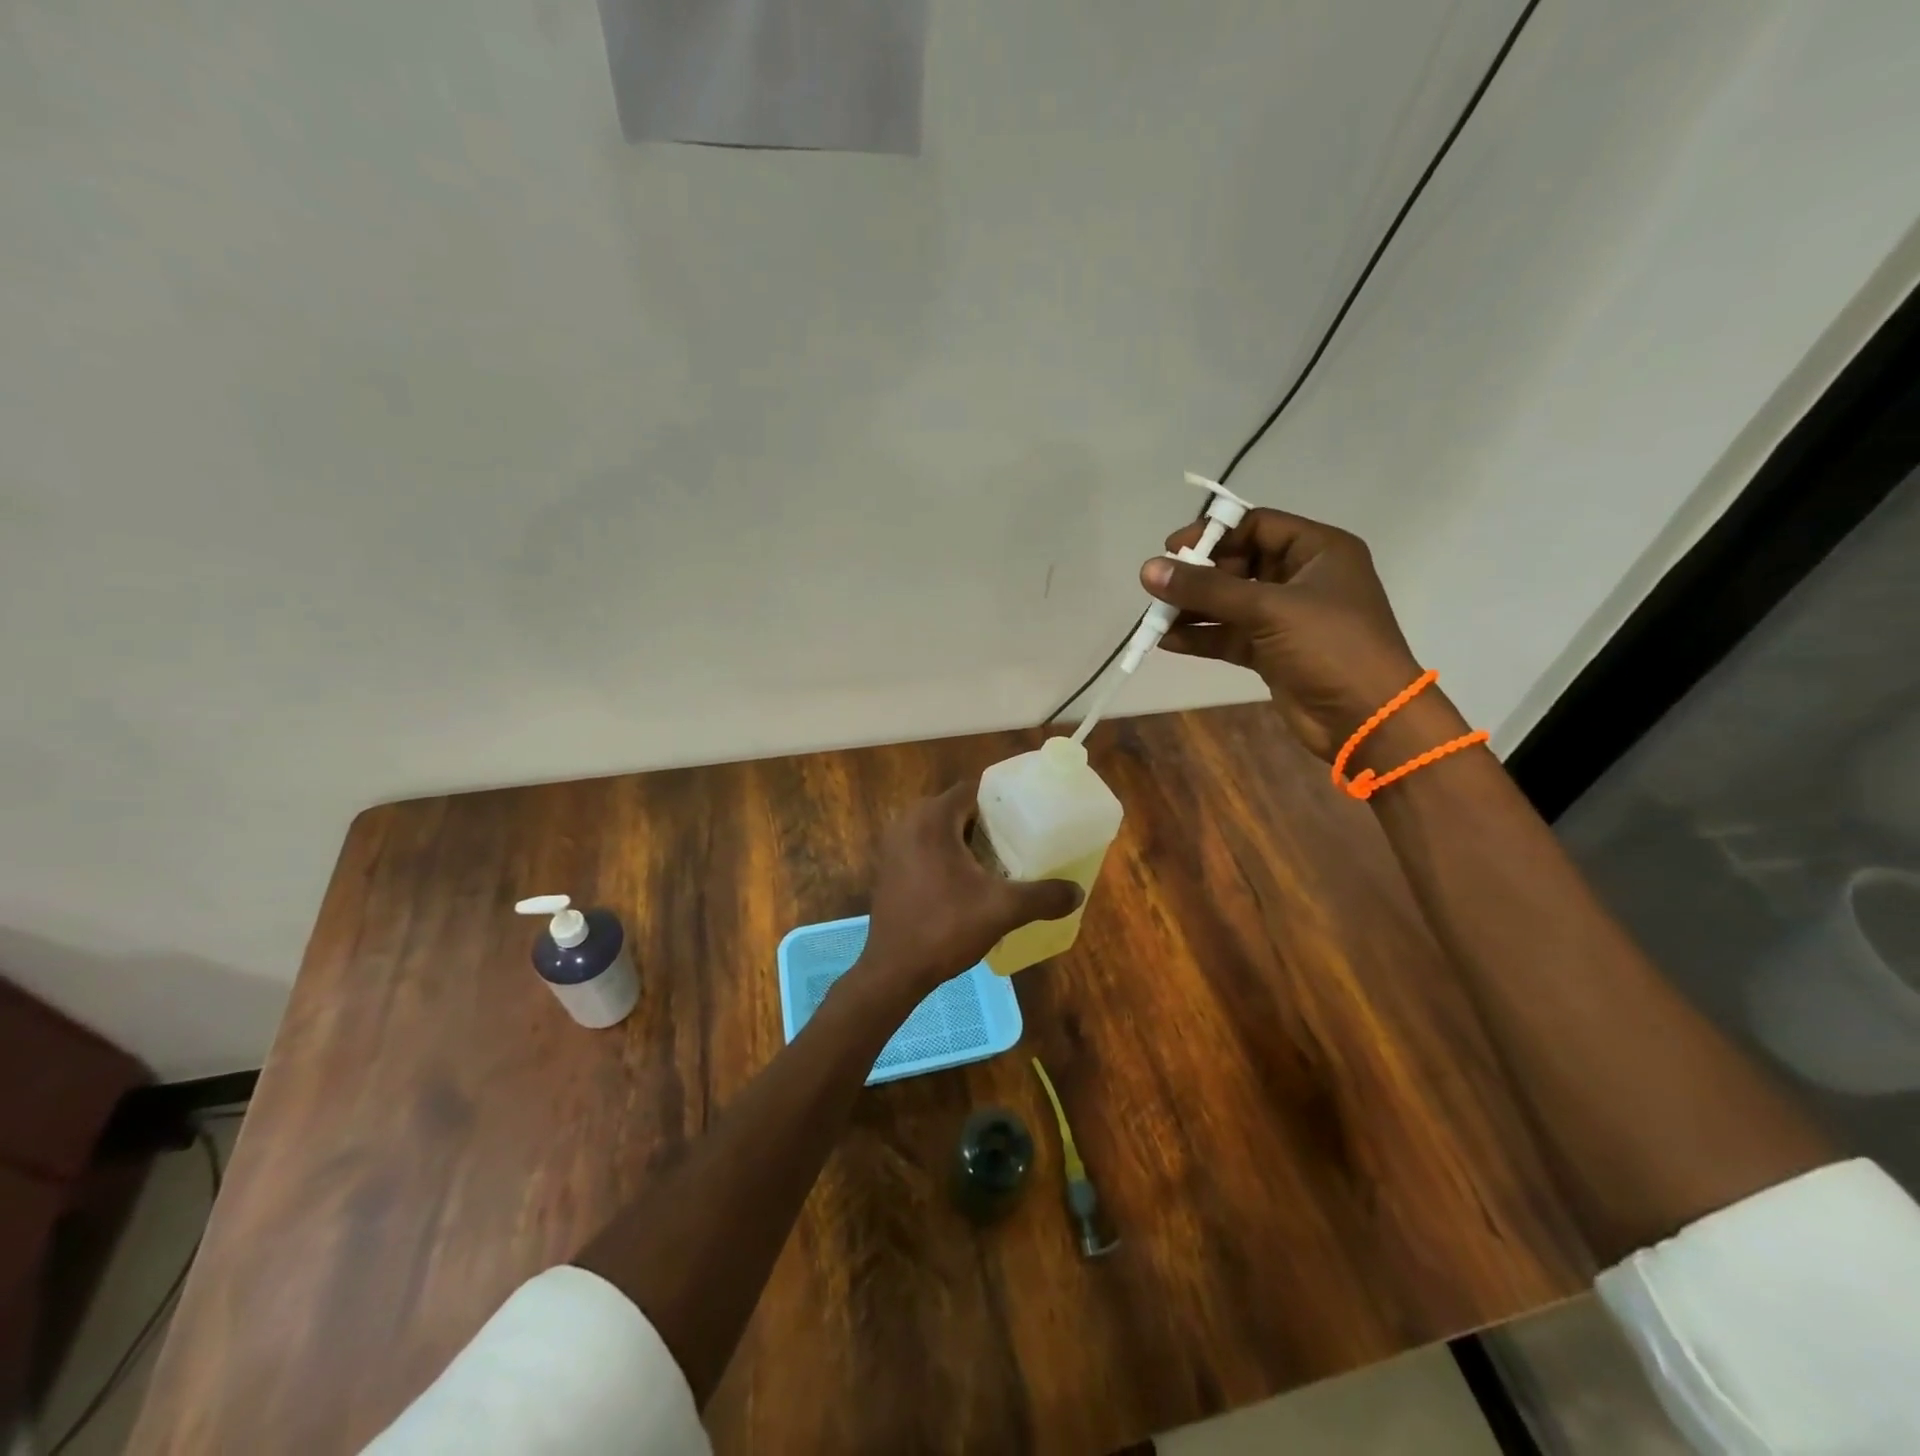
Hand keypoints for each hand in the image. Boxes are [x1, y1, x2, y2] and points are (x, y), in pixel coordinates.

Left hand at [852, 776, 1081, 1009]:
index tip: (1026, 816)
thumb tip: (1077, 892)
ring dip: (966, 840)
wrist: (894, 970)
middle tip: (1017, 840)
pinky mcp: (888, 867)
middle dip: (986, 822)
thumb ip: (1043, 896)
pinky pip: (924, 846)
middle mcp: (908, 822)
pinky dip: (945, 854)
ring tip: (997, 860)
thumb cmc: (946, 928)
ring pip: (939, 829)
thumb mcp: (1002, 910)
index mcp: (932, 819)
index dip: (1000, 800)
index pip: (972, 790)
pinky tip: (967, 881)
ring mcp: (893, 845)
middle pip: (956, 808)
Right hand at [1141, 509, 1422, 760]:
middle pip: (1238, 564)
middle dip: (1198, 577)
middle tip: (1160, 588)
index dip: (1213, 534)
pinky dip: (1201, 636)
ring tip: (1154, 618)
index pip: (1256, 526)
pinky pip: (1229, 635)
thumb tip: (1148, 570)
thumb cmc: (1330, 646)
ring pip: (1230, 603)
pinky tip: (1167, 641)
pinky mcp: (1273, 652)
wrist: (1367, 718)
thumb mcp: (1268, 608)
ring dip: (1193, 609)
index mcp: (1318, 551)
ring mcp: (1287, 618)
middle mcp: (1302, 578)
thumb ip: (1206, 589)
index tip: (1171, 551)